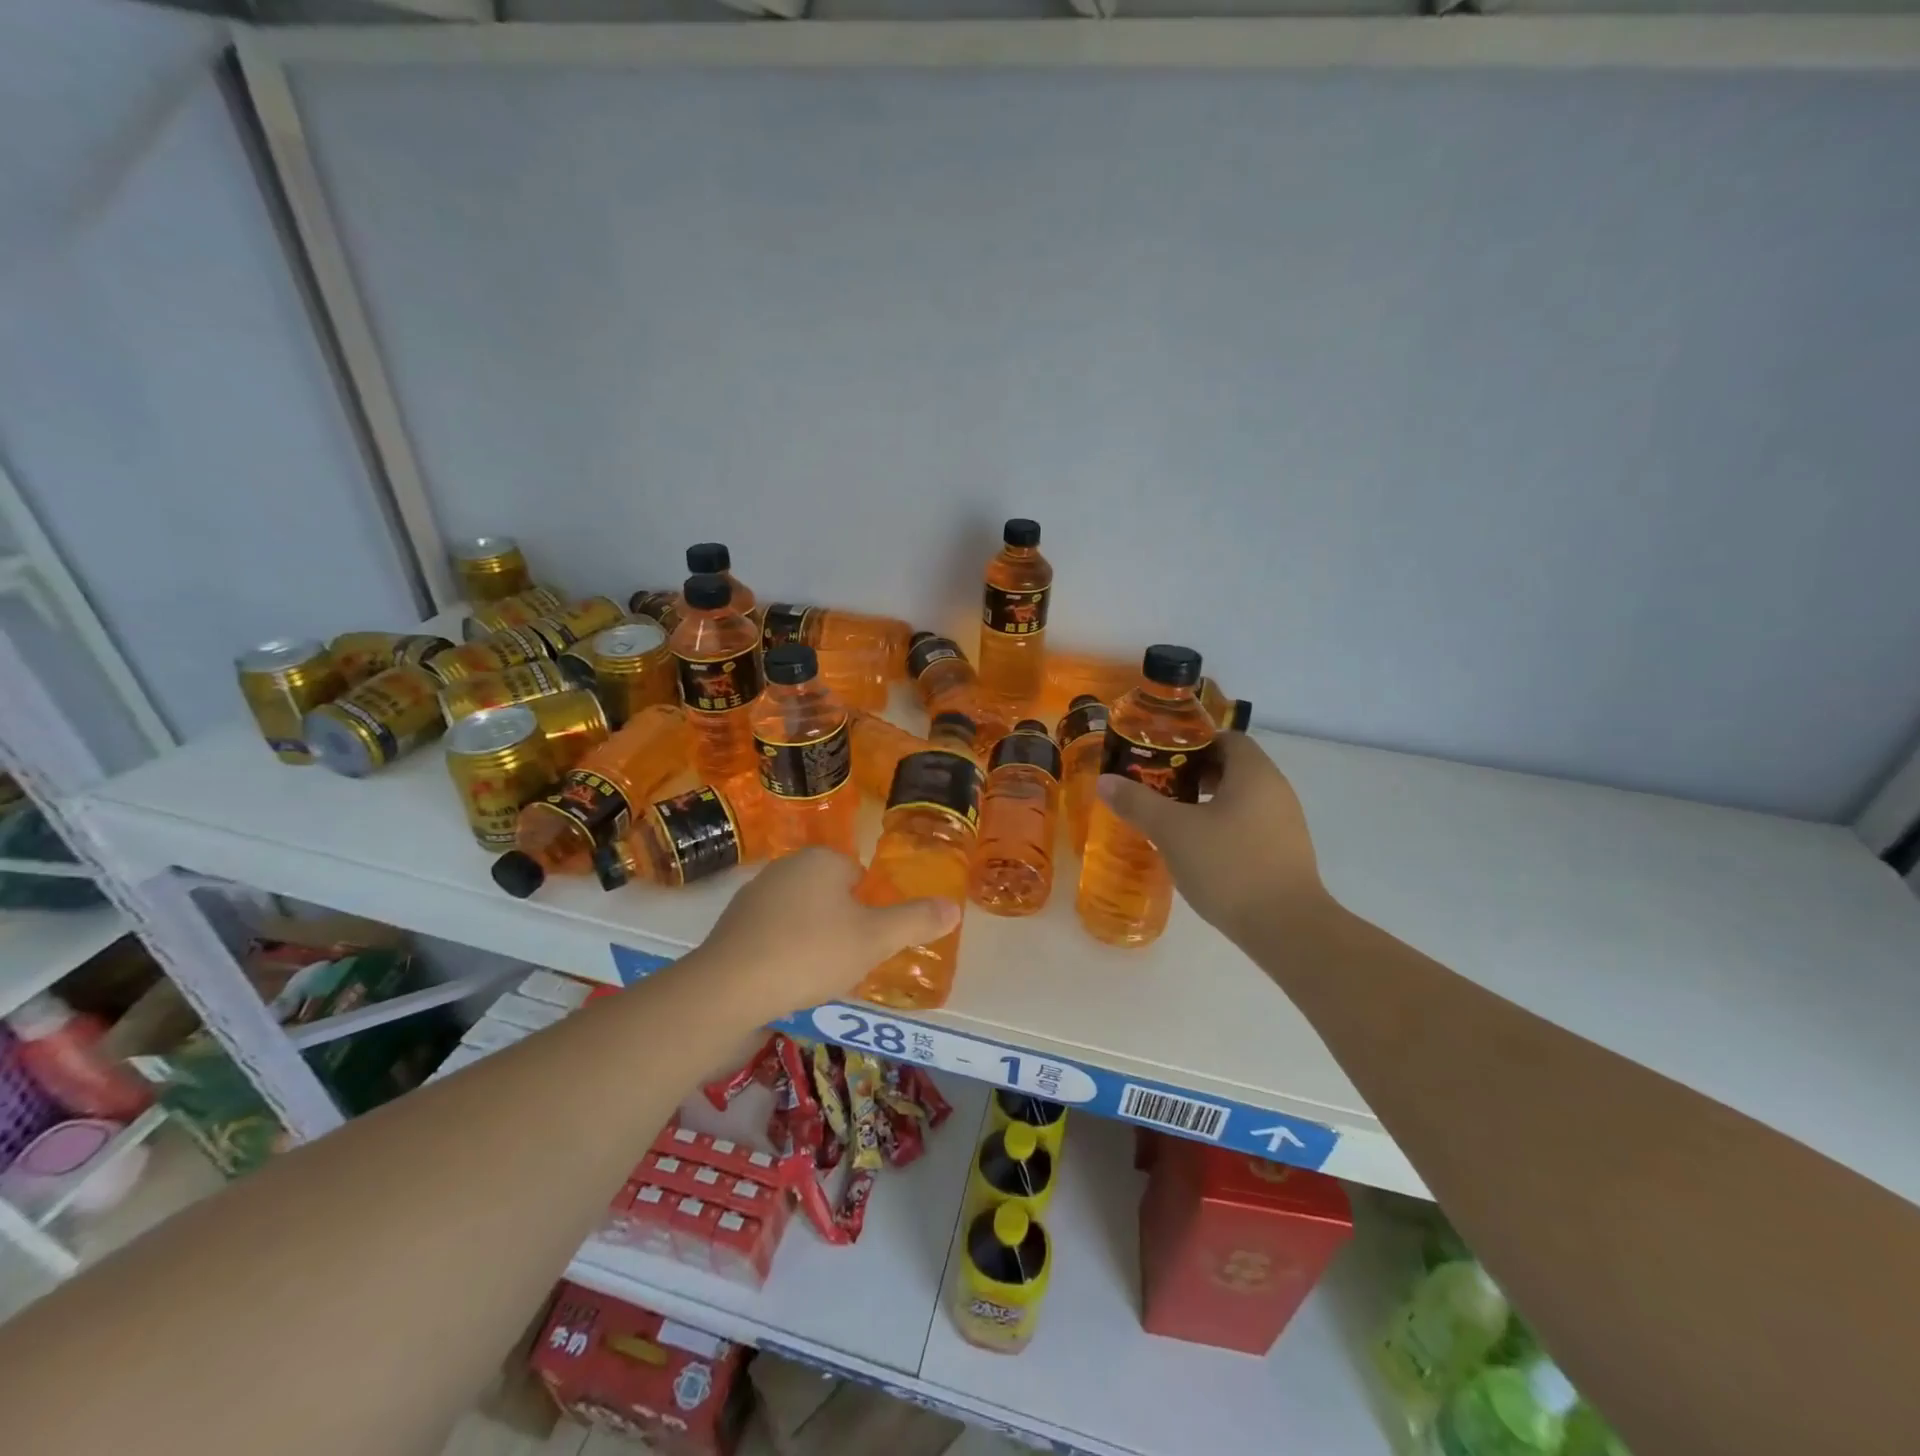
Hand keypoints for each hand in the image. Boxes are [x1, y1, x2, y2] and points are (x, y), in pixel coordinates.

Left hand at [692, 848, 959, 1021]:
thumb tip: (955, 907)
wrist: (728, 989)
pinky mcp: (731, 926)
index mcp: (821, 859)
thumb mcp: (875, 939)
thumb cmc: (811, 953)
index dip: (868, 912)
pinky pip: (772, 936)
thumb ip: (916, 921)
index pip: (859, 878)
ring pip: (801, 916)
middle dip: (841, 926)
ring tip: (816, 978)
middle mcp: (785, 867)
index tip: (866, 944)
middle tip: (846, 964)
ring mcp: (753, 895)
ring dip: (812, 941)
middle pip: (831, 896)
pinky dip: (782, 954)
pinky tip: (784, 983)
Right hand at [1098, 732, 1327, 945]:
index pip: (1226, 738)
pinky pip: (1248, 825)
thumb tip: (1105, 780)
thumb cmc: (1229, 866)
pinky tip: (1197, 850)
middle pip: (1232, 767)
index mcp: (1254, 773)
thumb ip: (1138, 803)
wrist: (1287, 928)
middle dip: (1193, 774)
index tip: (1160, 758)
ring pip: (1240, 799)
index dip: (1192, 743)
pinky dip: (1222, 827)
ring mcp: (1285, 824)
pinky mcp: (1285, 854)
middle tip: (1157, 787)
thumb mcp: (1173, 831)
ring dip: (1206, 802)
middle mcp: (1276, 790)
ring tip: (1171, 819)